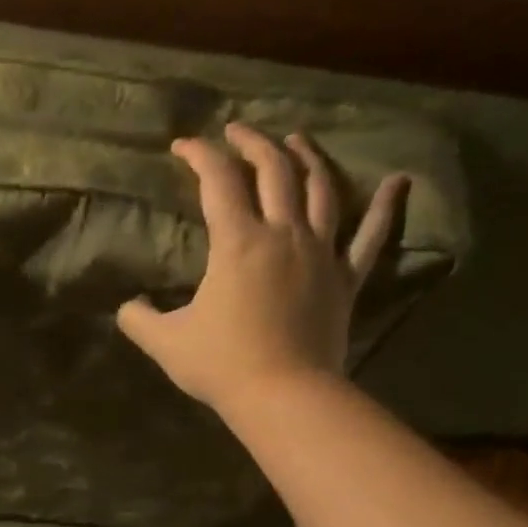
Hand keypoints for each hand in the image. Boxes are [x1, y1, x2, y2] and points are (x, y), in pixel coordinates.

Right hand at [117, 125, 408, 413]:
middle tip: (237, 132)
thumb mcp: (165, 342)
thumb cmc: (222, 364)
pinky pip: (371, 236)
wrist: (283, 394)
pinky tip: (399, 181)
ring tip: (296, 140)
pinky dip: (386, 207)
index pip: (218, 181)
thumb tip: (128, 307)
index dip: (199, 156)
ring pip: (321, 189)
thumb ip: (139, 319)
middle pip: (274, 170)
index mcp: (238, 243)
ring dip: (307, 158)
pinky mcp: (345, 279)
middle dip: (253, 143)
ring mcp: (321, 253)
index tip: (183, 146)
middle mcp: (284, 233)